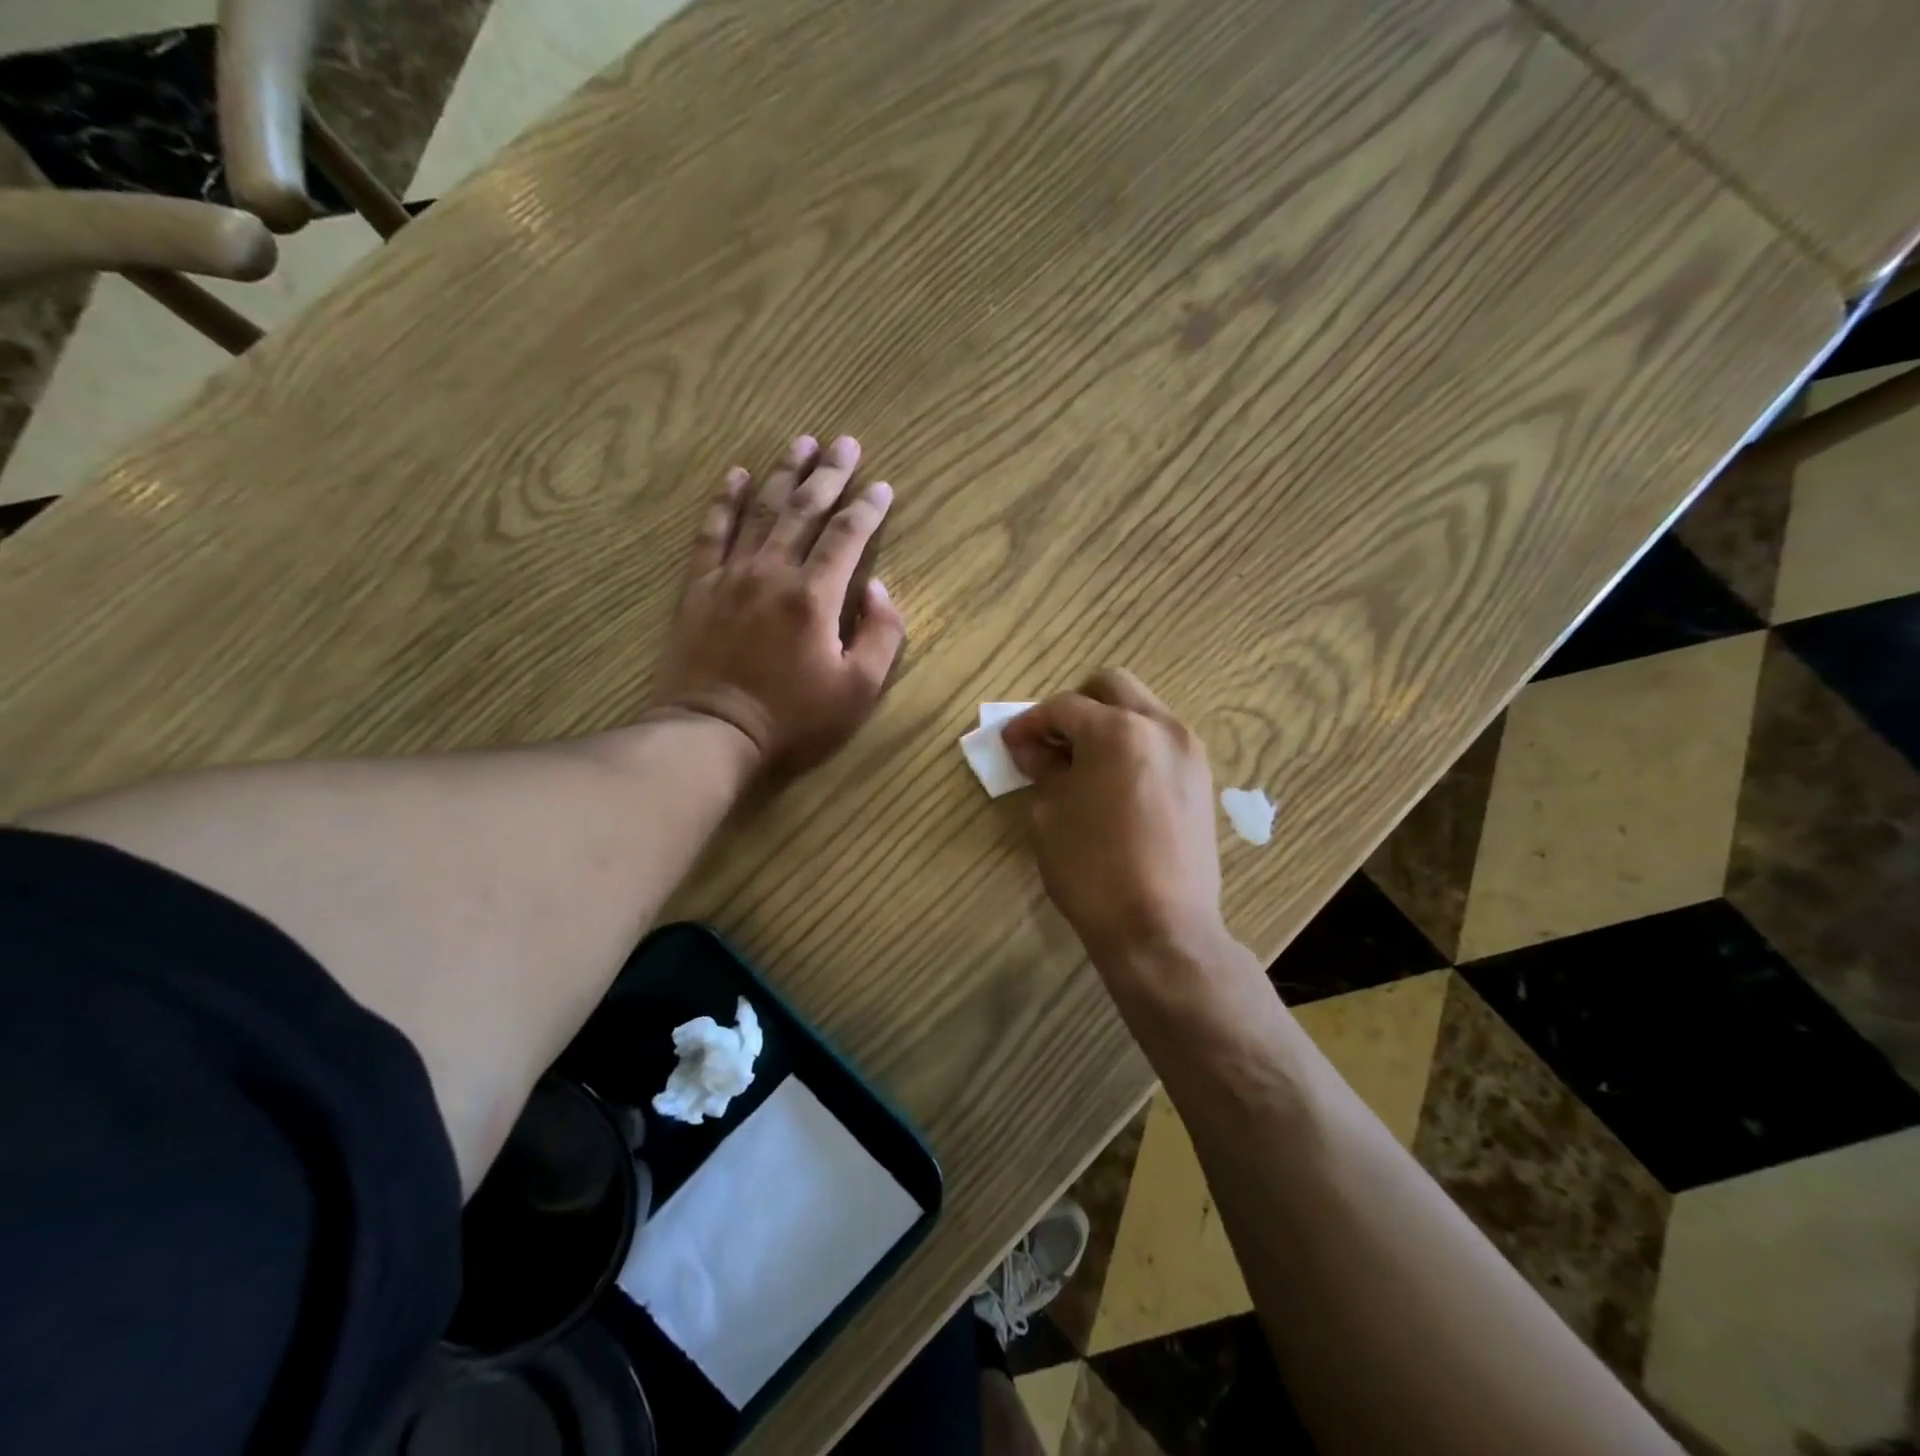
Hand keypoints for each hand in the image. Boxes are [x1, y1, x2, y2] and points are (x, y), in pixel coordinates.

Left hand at [648, 434, 905, 775]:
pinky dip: (724, 500)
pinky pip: (712, 532)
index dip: (868, 508)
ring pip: (761, 510)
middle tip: (845, 442)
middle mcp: (774, 571)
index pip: (847, 536)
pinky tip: (736, 474)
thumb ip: (880, 635)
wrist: (712, 732)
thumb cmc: (793, 718)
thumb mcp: (858, 690)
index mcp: (815, 595)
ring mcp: (731, 574)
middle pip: (805, 509)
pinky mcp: (699, 586)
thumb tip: (878, 588)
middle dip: (829, 473)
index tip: (882, 486)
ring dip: (784, 473)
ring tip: (801, 442)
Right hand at [1002, 669, 1227, 966]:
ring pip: (1142, 711)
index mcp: (1118, 730)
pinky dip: (1133, 746)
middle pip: (1112, 687)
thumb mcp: (1050, 816)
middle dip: (1076, 706)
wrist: (1161, 929)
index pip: (1064, 708)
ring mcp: (1188, 752)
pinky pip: (1161, 742)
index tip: (1010, 743)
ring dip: (1108, 724)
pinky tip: (1113, 783)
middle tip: (1051, 742)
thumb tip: (1033, 749)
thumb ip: (1042, 770)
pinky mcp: (1201, 780)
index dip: (1029, 723)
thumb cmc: (1093, 871)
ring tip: (1081, 764)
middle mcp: (1161, 727)